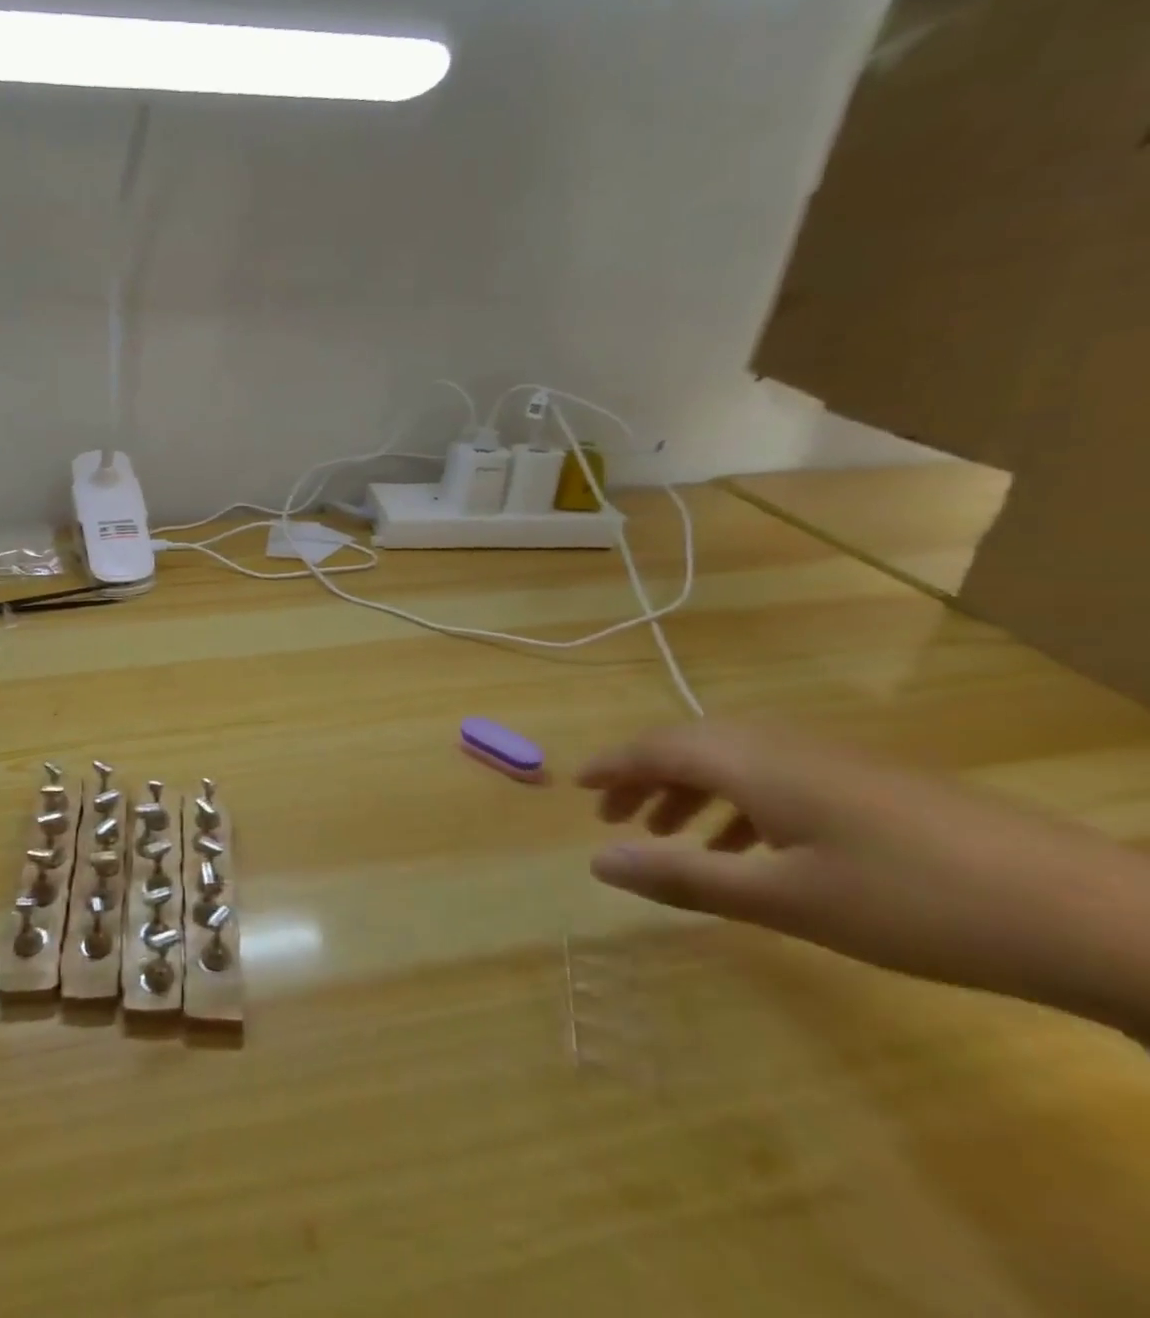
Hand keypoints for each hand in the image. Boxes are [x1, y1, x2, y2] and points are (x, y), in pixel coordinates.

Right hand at [579, 722, 1149, 1032]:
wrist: (1085, 914)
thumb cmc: (912, 903)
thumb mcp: (783, 898)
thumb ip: (683, 876)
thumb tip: (597, 862)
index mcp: (753, 761)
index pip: (657, 747)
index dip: (612, 765)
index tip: (575, 786)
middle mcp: (783, 746)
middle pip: (691, 746)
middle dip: (645, 779)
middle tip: (615, 819)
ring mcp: (831, 761)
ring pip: (734, 762)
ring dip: (691, 792)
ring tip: (669, 835)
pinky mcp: (867, 783)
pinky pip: (774, 778)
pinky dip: (739, 805)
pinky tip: (748, 849)